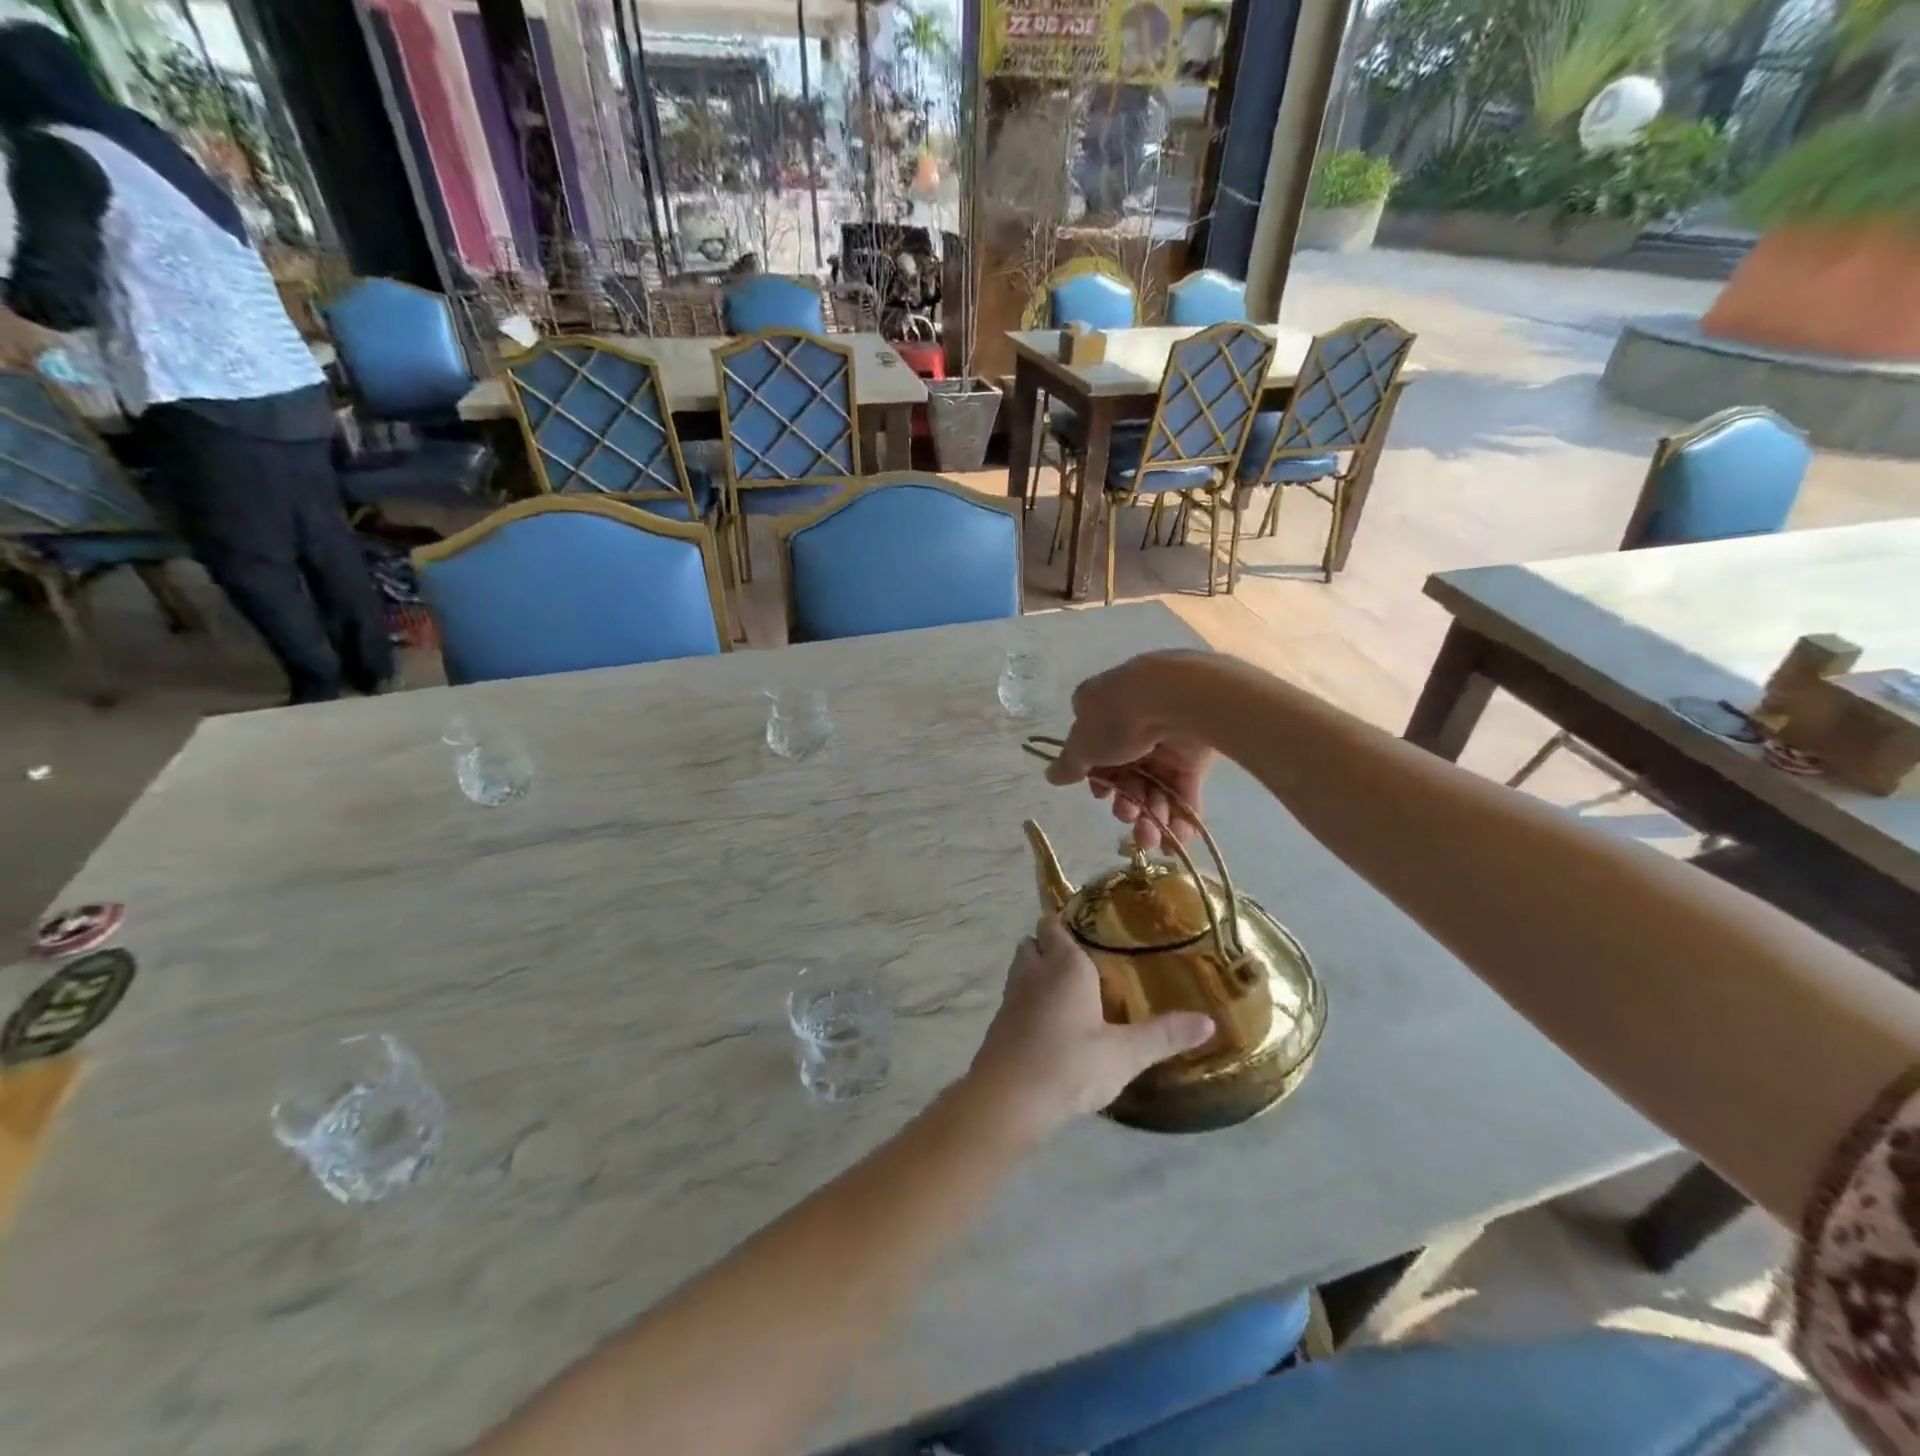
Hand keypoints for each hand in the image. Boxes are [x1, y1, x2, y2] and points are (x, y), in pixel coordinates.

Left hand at [964, 916, 1214, 1143]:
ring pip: (1022, 969)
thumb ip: (1165, 1035)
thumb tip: (1210, 1021)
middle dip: (1052, 948)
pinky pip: (1016, 998)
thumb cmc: (1070, 1064)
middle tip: (1085, 966)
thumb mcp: (1125, 1054)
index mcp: (1064, 964)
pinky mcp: (1000, 1023)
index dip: (1068, 926)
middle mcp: (1033, 970)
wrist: (1009, 1099)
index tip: (1092, 935)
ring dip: (1039, 973)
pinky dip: (1029, 1002)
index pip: (1055, 925)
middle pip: (1035, 943)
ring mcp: (1011, 996)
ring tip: (1071, 994)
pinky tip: (1051, 1026)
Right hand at [1044, 652, 1218, 852]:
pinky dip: (1181, 814)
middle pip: (1126, 772)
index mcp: (1102, 710)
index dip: (1096, 777)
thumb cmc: (1117, 719)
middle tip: (1127, 817)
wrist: (1177, 701)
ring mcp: (1165, 737)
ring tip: (1150, 837)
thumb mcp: (1083, 744)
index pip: (1092, 747)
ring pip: (1154, 784)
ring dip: (1151, 816)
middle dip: (1125, 803)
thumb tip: (1051, 775)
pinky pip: (1184, 788)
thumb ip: (1069, 764)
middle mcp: (1132, 722)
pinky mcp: (1195, 752)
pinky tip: (1177, 839)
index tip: (1100, 794)